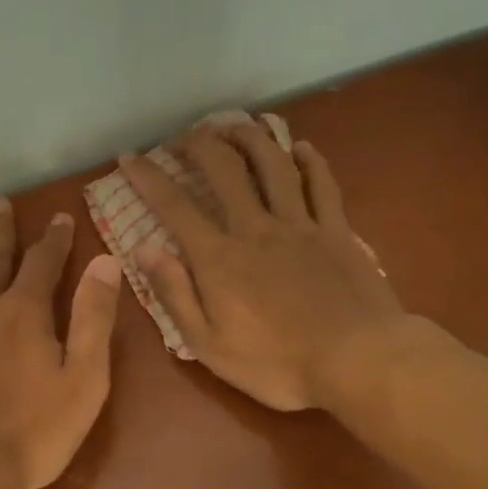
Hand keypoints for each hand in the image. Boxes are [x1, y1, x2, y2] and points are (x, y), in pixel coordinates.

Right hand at [119, 122, 406, 411]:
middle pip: (225, 169)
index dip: (148, 177)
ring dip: (250, 138)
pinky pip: (322, 184)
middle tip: (184, 136)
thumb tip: (143, 247)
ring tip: (234, 125)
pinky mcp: (337, 231)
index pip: (174, 205)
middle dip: (199, 144)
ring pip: (273, 164)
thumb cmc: (277, 363)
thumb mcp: (208, 344)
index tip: (129, 157)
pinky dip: (309, 161)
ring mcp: (301, 225)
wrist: (358, 361)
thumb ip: (174, 293)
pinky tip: (299, 146)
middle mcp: (256, 228)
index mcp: (219, 258)